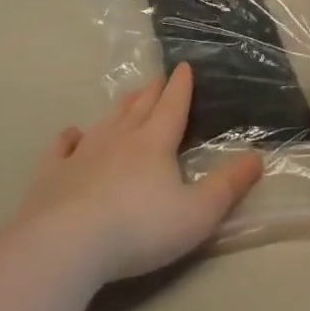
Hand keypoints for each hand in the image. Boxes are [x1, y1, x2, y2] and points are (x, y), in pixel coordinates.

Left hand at [11, 63, 263, 282]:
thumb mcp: (198, 213)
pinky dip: (69, 138)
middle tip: (157, 79)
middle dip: (151, 93)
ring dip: (119, 109)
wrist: (66, 243)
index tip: (184, 67)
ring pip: (105, 122)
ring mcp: (82, 154)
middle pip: (139, 109)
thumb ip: (228, 186)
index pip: (172, 107)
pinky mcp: (52, 174)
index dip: (181, 87)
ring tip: (128, 98)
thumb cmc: (140, 228)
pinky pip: (61, 148)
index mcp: (154, 144)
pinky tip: (71, 134)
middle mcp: (119, 139)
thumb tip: (257, 157)